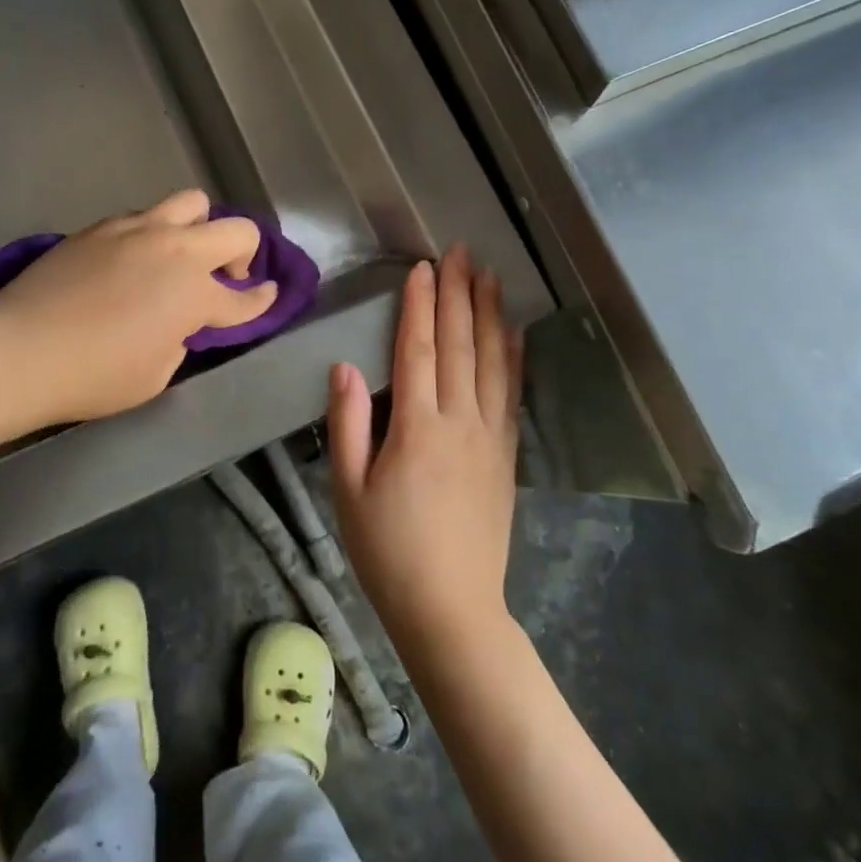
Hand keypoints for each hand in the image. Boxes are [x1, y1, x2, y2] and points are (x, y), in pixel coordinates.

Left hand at [0, 189, 276, 426]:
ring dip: (199, 227)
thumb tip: (177, 322)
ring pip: (191, 202)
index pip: (245, 298)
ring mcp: (137, 230)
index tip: (268, 296)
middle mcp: (175, 250)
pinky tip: (134, 259)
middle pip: (236, 229)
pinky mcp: (101, 227)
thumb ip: (180, 340)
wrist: (19, 350)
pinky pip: (144, 216)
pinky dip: (154, 233)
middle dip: (244, 252)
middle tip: (226, 276)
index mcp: (194, 293)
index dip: (261, 301)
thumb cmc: (93, 376)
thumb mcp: (155, 374)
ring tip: (180, 254)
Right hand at [329, 245, 522, 659]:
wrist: (452, 609)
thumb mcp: (348, 491)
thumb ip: (347, 424)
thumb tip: (344, 366)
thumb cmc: (388, 552)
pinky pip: (512, 394)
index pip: (417, 350)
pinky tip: (515, 333)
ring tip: (491, 276)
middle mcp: (458, 421)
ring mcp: (489, 437)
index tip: (423, 268)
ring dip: (490, 314)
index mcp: (415, 428)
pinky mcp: (506, 455)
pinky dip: (514, 357)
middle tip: (461, 252)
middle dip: (458, 294)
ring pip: (492, 361)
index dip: (419, 305)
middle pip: (458, 344)